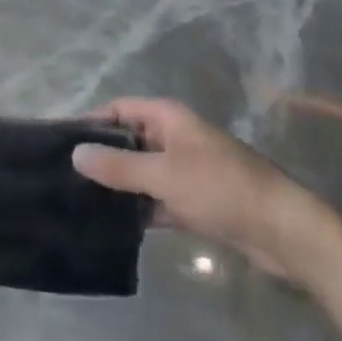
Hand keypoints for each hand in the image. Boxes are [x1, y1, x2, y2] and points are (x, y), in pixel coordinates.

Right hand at [72, 98, 339, 285]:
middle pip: (128, 141)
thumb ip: (118, 167)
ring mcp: (185, 171)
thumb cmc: (221, 187)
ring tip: (80, 205)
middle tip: (63, 179)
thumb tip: (74, 154)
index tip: (60, 143)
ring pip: (142, 174)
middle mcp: (174, 138)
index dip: (92, 122)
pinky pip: (157, 200)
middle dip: (101, 158)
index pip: (119, 109)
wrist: (281, 230)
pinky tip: (114, 227)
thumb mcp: (164, 175)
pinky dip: (139, 210)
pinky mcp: (194, 202)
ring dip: (119, 187)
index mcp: (168, 118)